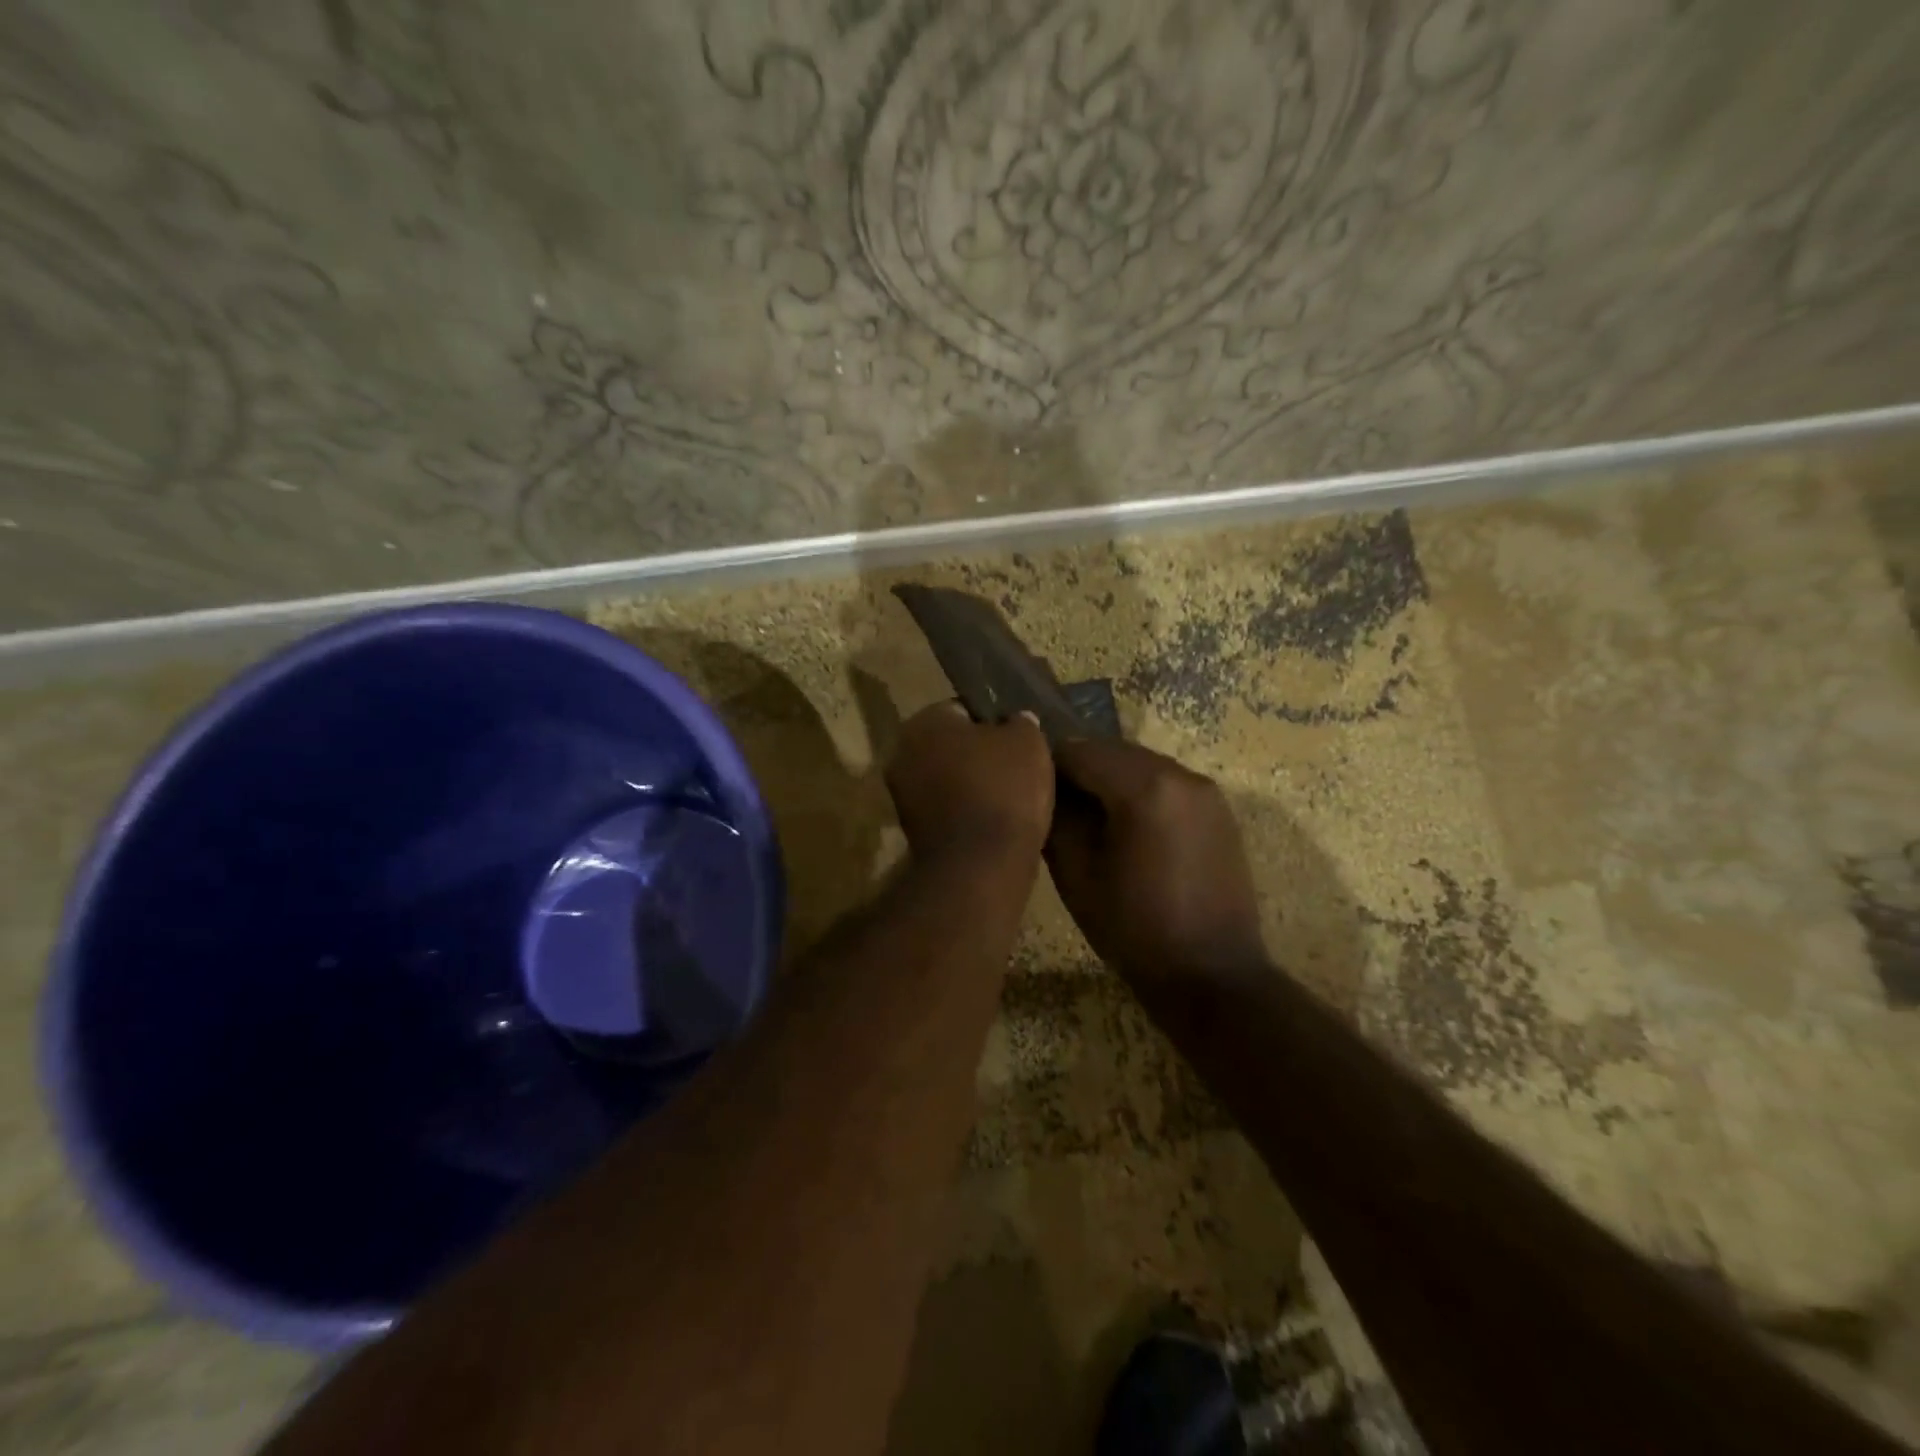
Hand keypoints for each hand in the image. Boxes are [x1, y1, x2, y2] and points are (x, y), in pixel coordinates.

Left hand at [886, 702, 1053, 863]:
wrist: (981, 865)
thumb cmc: (1004, 789)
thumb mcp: (1028, 741)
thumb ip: (1020, 722)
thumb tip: (1015, 721)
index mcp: (924, 721)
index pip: (963, 709)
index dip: (995, 722)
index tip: (1018, 740)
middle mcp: (902, 752)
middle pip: (952, 746)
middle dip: (979, 755)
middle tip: (1016, 768)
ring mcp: (901, 795)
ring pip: (948, 779)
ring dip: (972, 786)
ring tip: (1010, 799)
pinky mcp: (911, 831)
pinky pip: (947, 810)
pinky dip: (966, 813)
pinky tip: (995, 822)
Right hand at [1047, 739, 1266, 980]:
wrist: (1212, 976)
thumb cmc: (1134, 929)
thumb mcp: (1077, 875)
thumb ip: (1056, 817)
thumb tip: (1043, 787)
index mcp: (1144, 787)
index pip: (1079, 751)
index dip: (1047, 767)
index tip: (1028, 792)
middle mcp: (1180, 774)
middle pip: (1112, 751)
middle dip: (1079, 771)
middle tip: (1054, 806)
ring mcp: (1205, 790)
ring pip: (1140, 764)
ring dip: (1109, 779)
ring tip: (1089, 819)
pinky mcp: (1218, 809)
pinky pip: (1166, 783)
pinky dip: (1139, 791)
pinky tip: (1127, 828)